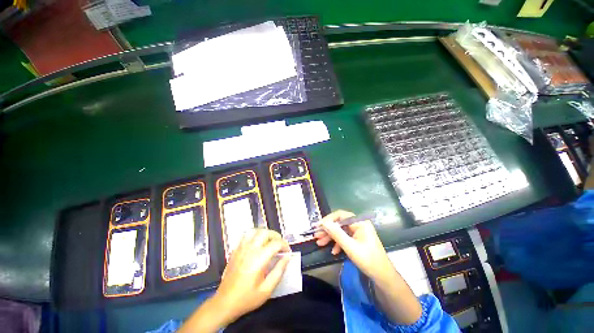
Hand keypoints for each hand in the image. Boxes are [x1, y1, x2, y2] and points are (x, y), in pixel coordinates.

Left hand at [213, 229, 290, 321]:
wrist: (225, 303)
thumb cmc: (247, 298)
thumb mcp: (267, 289)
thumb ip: (279, 271)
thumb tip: (287, 257)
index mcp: (259, 259)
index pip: (276, 243)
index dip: (285, 245)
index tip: (288, 252)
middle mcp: (250, 250)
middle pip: (265, 232)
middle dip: (276, 236)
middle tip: (280, 245)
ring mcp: (241, 248)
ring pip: (255, 231)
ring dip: (265, 233)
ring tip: (269, 241)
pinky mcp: (235, 250)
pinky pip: (246, 235)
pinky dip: (254, 235)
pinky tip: (257, 243)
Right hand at [315, 210, 395, 283]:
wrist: (382, 277)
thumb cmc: (368, 261)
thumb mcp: (350, 247)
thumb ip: (337, 234)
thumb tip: (324, 223)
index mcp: (360, 223)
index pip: (340, 215)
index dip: (328, 219)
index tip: (318, 226)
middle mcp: (358, 224)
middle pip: (339, 223)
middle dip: (328, 230)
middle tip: (316, 236)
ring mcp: (358, 232)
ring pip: (340, 231)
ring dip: (330, 237)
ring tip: (320, 243)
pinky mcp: (357, 239)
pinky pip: (344, 238)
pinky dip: (337, 243)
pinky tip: (333, 251)